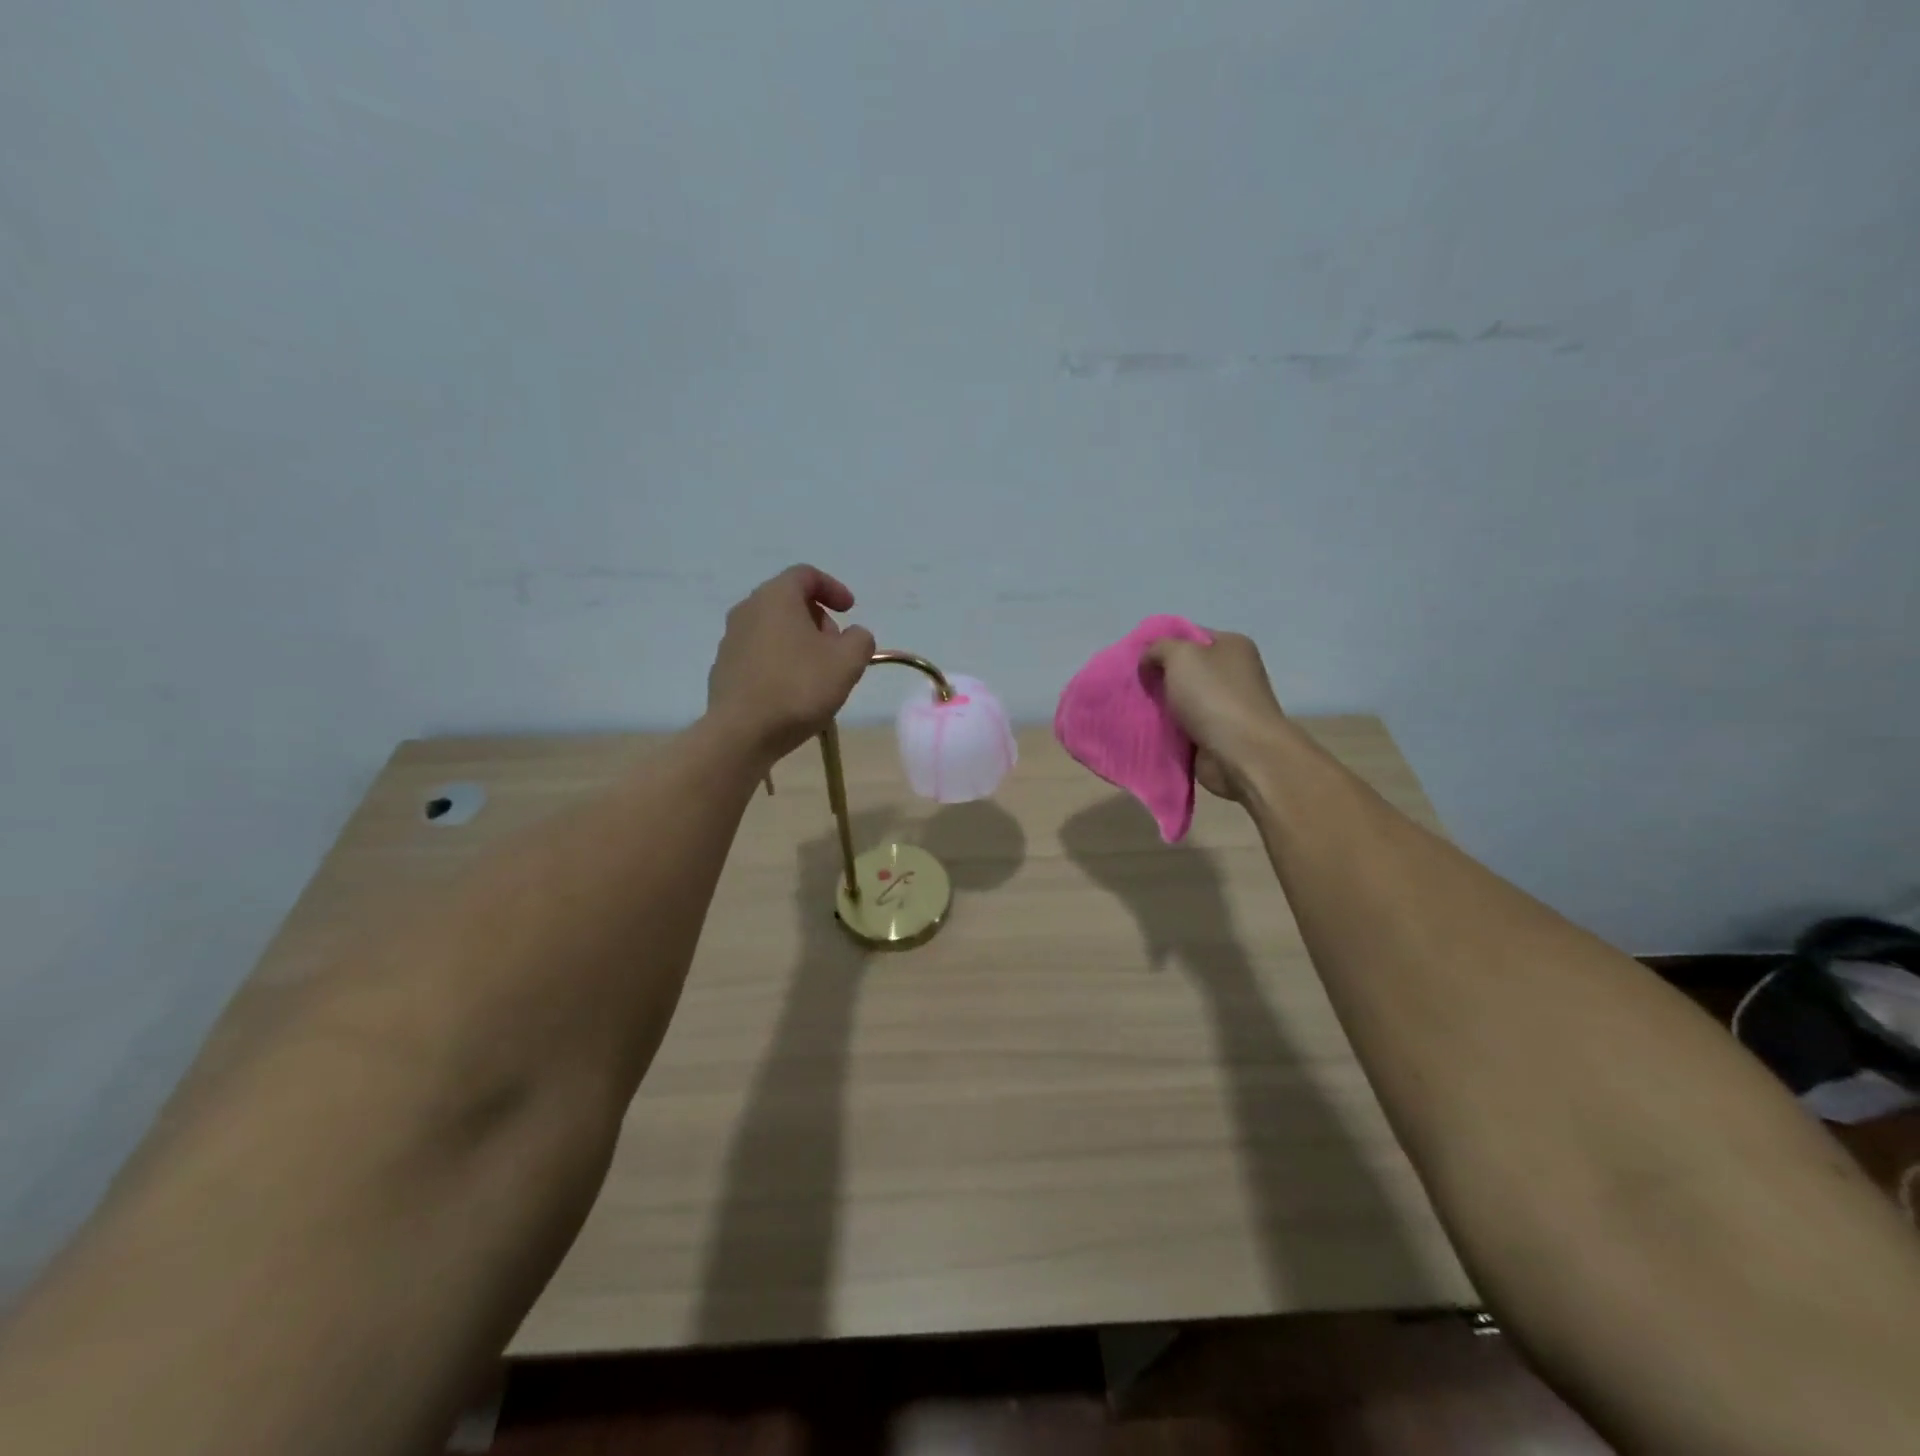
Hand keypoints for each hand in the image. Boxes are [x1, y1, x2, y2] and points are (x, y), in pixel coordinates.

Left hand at [706, 565, 876, 764]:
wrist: (741, 733)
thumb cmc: (799, 688)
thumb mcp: (848, 662)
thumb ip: (860, 640)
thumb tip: (853, 635)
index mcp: (776, 597)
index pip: (806, 575)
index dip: (833, 588)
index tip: (850, 610)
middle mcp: (747, 610)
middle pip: (788, 601)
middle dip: (817, 618)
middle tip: (837, 647)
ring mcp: (730, 640)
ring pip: (772, 629)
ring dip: (798, 642)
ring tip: (817, 673)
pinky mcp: (723, 669)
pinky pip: (759, 654)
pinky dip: (779, 661)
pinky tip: (792, 691)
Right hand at [1141, 631, 1286, 800]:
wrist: (1241, 754)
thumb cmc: (1214, 695)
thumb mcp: (1180, 656)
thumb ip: (1158, 648)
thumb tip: (1148, 660)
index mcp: (1232, 646)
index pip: (1191, 636)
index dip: (1162, 645)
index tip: (1137, 659)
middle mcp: (1233, 673)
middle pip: (1185, 670)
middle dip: (1159, 677)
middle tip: (1134, 685)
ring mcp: (1225, 706)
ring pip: (1181, 700)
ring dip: (1161, 706)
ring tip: (1134, 708)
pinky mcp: (1216, 734)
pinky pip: (1183, 727)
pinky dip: (1167, 730)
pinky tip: (1146, 729)